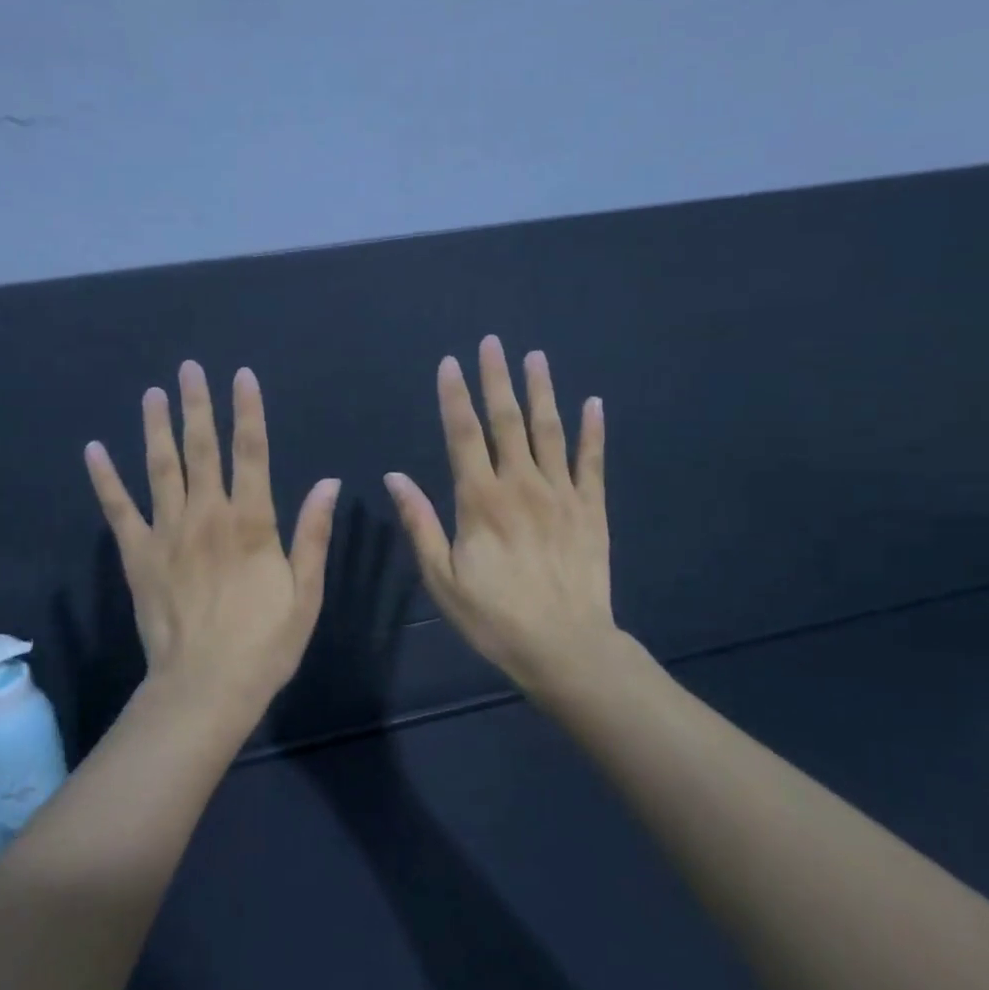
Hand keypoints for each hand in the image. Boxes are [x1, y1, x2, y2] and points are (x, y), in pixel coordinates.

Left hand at [85, 360, 340, 721]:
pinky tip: (94, 450)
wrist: (205, 688)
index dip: (248, 411)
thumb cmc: (264, 644)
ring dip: (156, 428)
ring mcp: (167, 533)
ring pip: (160, 468)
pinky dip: (105, 479)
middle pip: (202, 449)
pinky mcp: (138, 556)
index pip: (252, 453)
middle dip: (197, 405)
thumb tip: (328, 483)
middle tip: (189, 369)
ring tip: (152, 394)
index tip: (242, 376)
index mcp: (251, 523)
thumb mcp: (305, 593)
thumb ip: (313, 535)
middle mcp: (207, 516)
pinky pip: (118, 510)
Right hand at [385, 335, 617, 693]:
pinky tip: (592, 402)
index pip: (463, 435)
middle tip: (493, 343)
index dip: (455, 397)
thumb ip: (420, 523)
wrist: (564, 647)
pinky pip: (592, 461)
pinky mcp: (591, 509)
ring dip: (541, 391)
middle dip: (497, 379)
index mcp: (480, 500)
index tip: (450, 363)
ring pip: (550, 431)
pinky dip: (593, 430)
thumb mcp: (442, 577)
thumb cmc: (494, 617)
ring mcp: (561, 493)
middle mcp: (521, 485)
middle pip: (507, 421)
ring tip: (535, 357)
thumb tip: (395, 476)